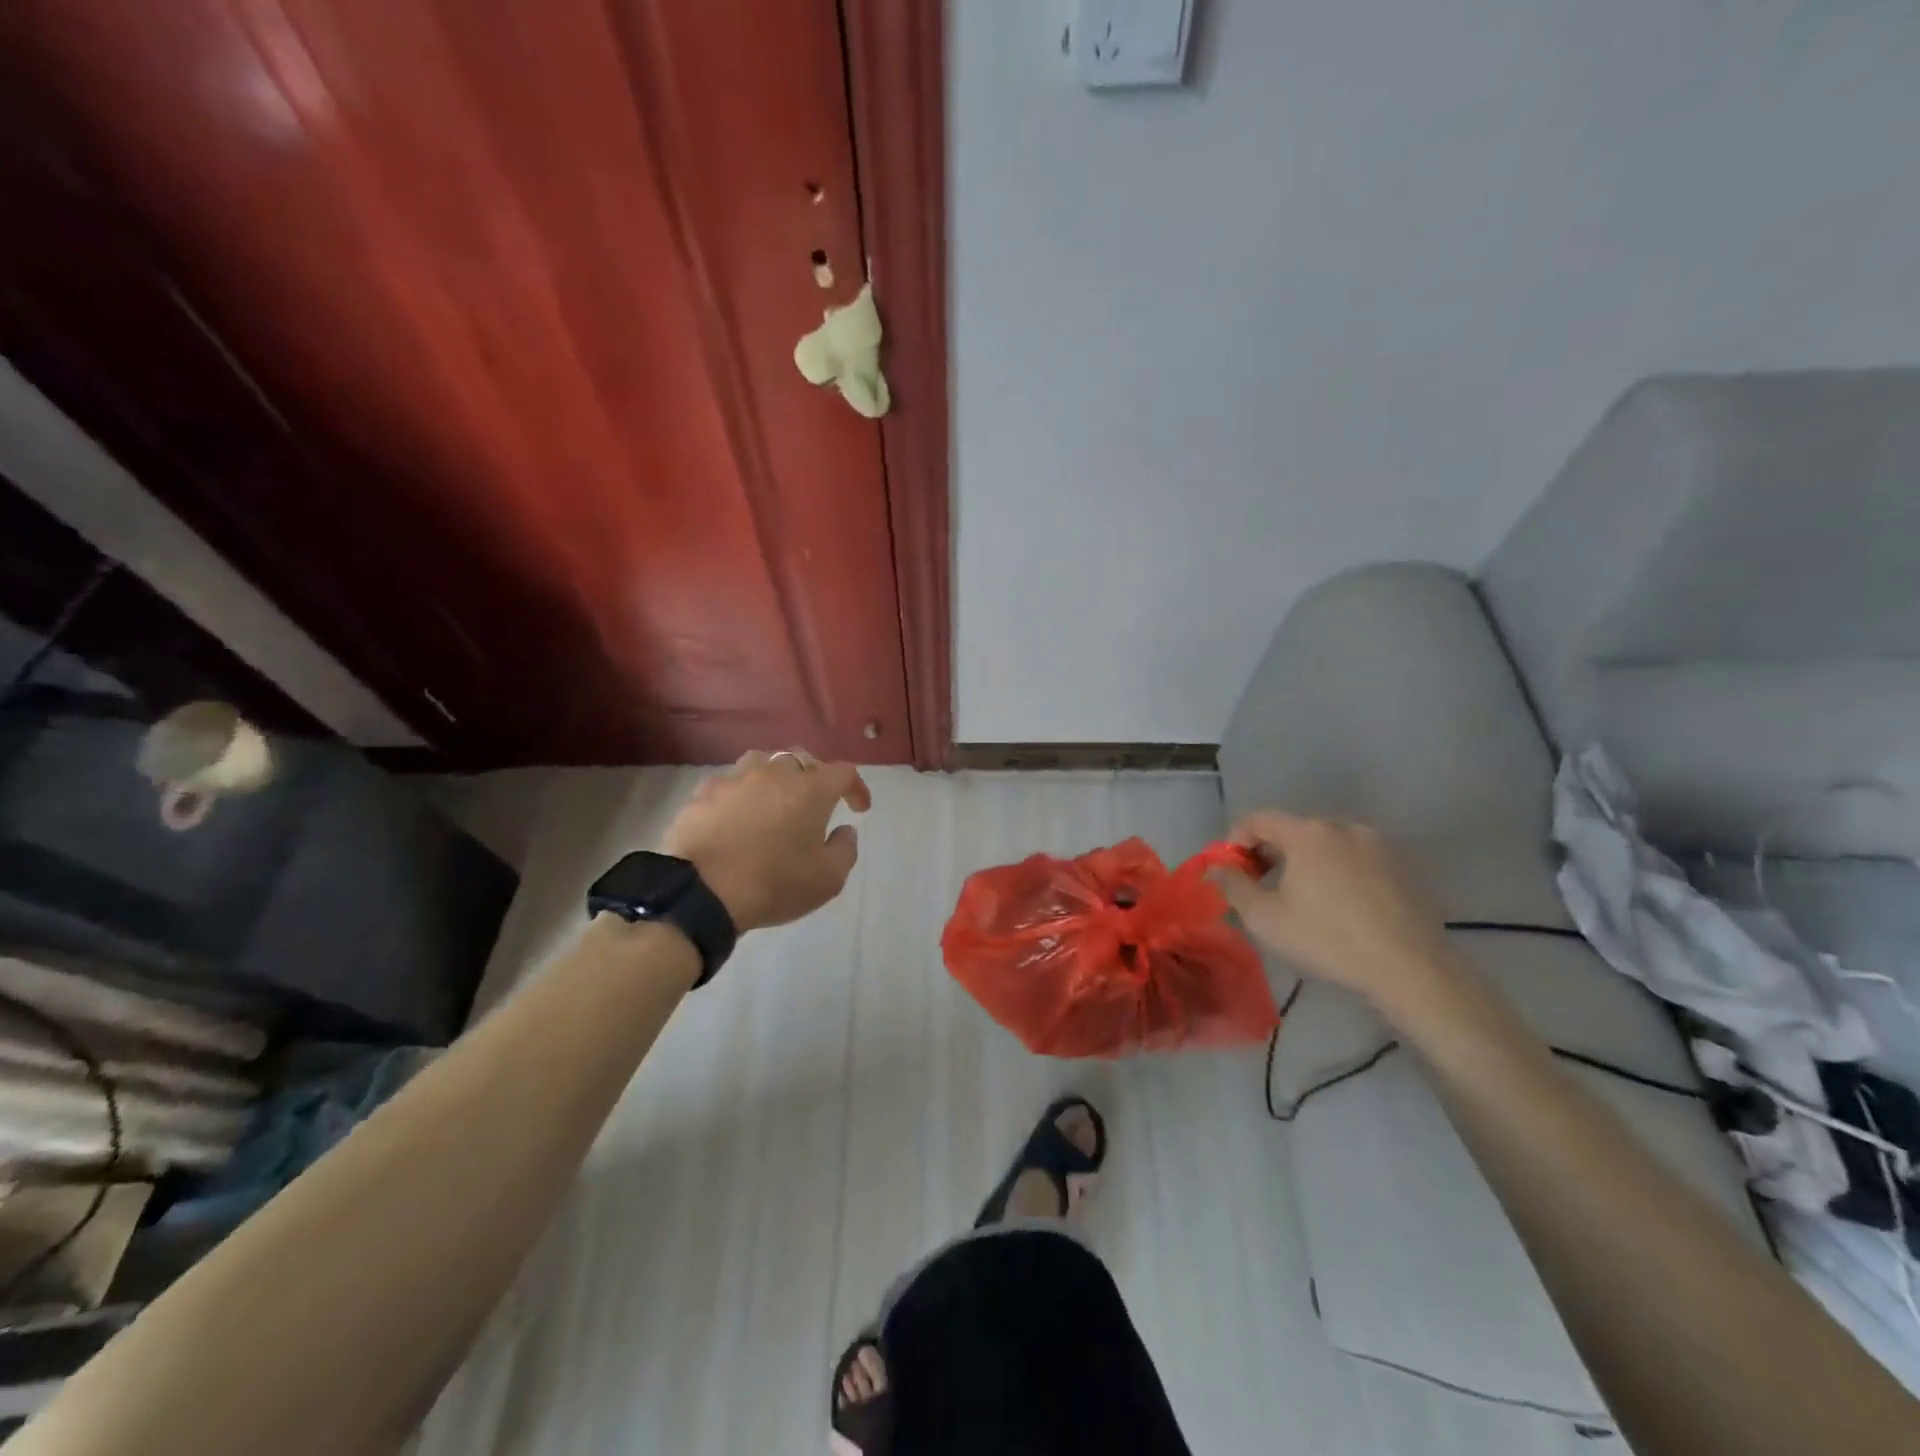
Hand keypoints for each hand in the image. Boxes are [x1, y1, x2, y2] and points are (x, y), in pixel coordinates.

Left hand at [659, 750, 871, 931]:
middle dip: (816, 776)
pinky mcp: (703, 793)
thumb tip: (844, 830)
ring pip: (762, 762)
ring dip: (776, 777)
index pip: (844, 773)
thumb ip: (845, 849)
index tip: (859, 808)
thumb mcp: (828, 879)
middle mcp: (774, 773)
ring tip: (776, 800)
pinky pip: (730, 784)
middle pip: (802, 759)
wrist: (701, 892)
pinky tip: (737, 814)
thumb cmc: (774, 884)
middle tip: (817, 802)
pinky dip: (741, 794)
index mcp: (810, 789)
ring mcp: (735, 779)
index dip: (856, 788)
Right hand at [1208, 811, 1458, 1006]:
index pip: (1257, 819)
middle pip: (1290, 829)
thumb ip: (1232, 886)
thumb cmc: (1327, 939)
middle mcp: (1342, 827)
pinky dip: (1331, 872)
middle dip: (1266, 853)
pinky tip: (1333, 907)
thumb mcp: (1266, 918)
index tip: (1230, 872)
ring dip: (1300, 863)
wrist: (1410, 969)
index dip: (1234, 841)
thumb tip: (1214, 868)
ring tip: (1295, 900)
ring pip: (1322, 844)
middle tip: (1257, 888)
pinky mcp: (1399, 867)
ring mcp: (1375, 845)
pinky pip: (1350, 859)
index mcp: (1307, 833)